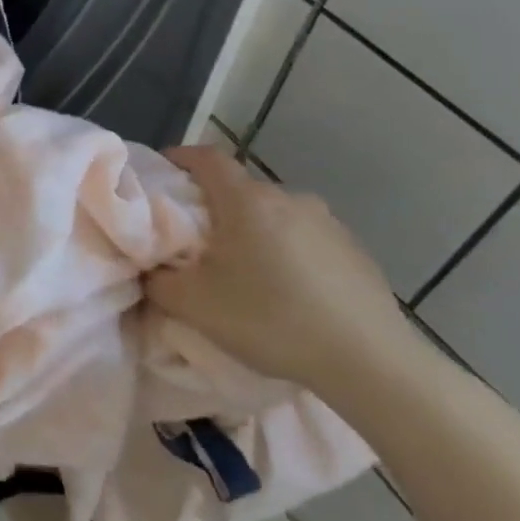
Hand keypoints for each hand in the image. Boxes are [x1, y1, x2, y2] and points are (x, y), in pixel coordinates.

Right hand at [144, 146, 418, 393]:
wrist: (371, 363)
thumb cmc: (271, 320)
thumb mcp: (192, 305)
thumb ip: (156, 279)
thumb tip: (148, 268)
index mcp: (246, 201)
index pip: (206, 157)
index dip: (180, 157)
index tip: (162, 173)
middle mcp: (288, 198)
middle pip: (239, 189)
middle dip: (214, 207)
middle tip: (198, 242)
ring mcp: (328, 223)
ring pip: (274, 215)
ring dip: (254, 231)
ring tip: (247, 272)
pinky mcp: (356, 251)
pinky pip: (306, 238)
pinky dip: (288, 252)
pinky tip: (290, 292)